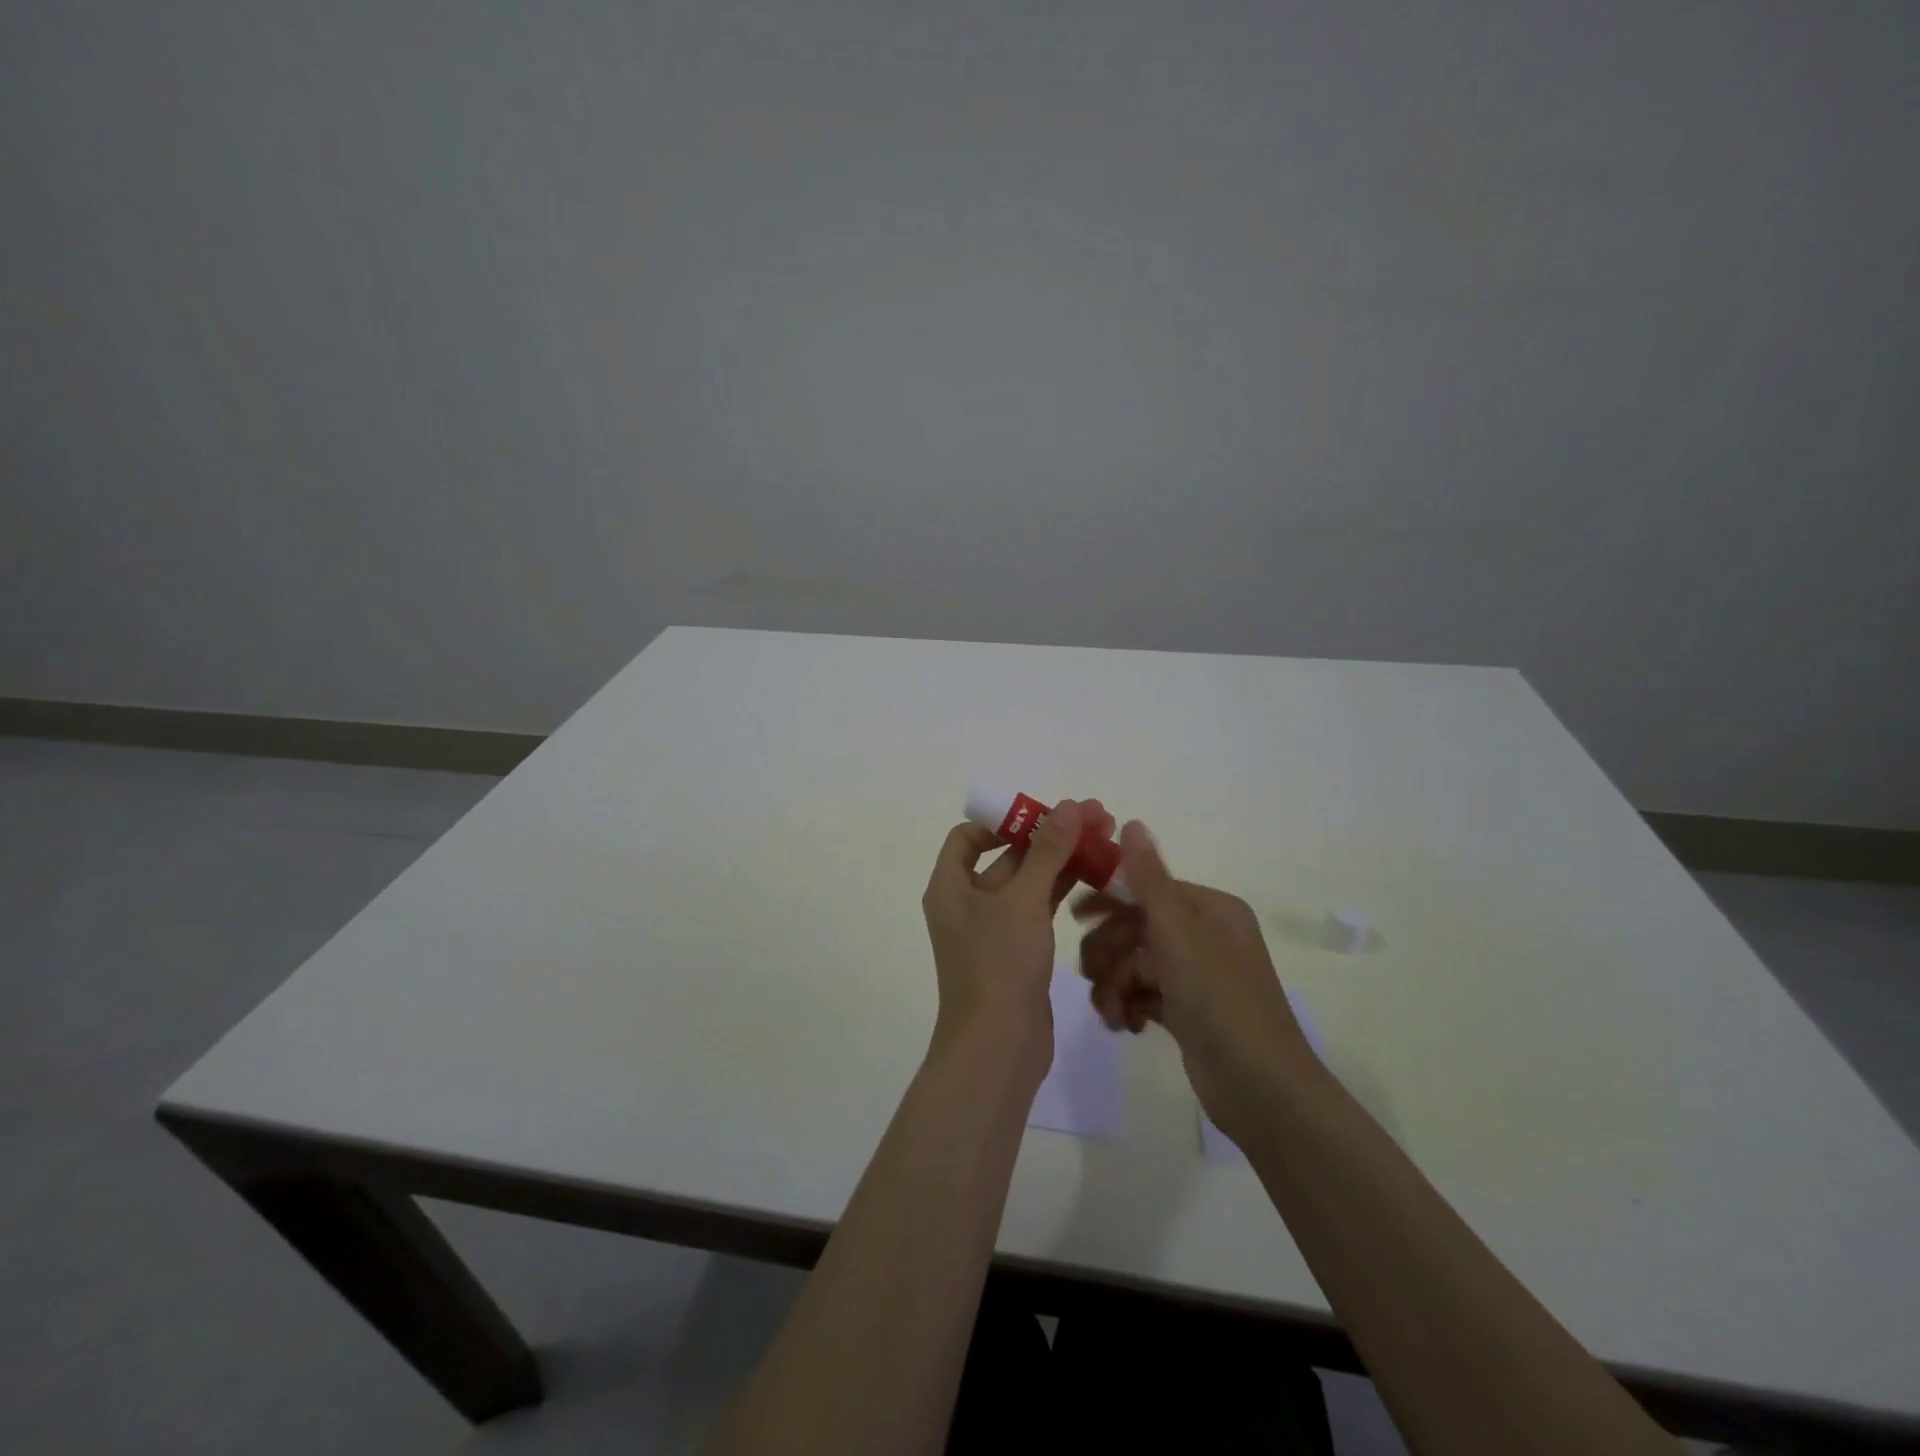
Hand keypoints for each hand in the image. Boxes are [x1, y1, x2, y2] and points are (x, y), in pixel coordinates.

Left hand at [921, 798, 1115, 1072]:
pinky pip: (1039, 909)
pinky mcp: (1017, 951)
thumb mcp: (1024, 901)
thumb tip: (1069, 807)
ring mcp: (993, 929)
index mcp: (950, 886)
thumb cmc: (999, 964)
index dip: (1003, 820)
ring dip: (1062, 861)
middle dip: (1049, 836)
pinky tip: (1097, 876)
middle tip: (1096, 818)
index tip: (1043, 815)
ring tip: (1106, 840)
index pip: (968, 836)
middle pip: (1007, 856)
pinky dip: (1063, 890)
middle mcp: (967, 903)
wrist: (998, 1047)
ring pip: (1029, 882)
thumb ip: (1047, 852)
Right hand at [1074, 822, 1319, 1135]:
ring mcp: (1198, 977)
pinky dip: (1130, 1006)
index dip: (1109, 902)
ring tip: (1110, 1011)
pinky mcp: (1189, 1013)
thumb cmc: (1218, 998)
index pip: (1147, 890)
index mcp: (1210, 909)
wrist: (1260, 1089)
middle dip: (1109, 952)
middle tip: (1091, 975)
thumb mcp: (1178, 931)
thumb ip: (1148, 878)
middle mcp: (1206, 936)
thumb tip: (1131, 822)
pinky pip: (1145, 995)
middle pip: (1137, 928)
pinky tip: (1125, 1025)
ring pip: (1136, 964)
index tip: (1073, 917)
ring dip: (1115, 984)